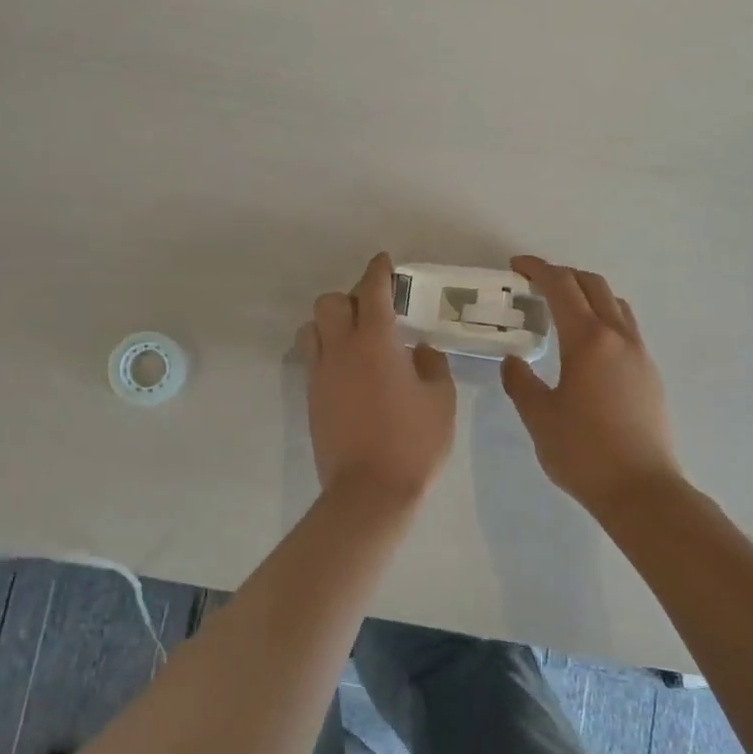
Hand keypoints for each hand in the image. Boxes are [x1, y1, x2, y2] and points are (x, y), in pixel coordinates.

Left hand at [297, 253, 456, 504]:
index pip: (372, 291)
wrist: (369, 491)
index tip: (383, 262)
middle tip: (374, 309)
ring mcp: (321, 374)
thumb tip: (419, 350)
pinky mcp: (311, 397)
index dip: (377, 271)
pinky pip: (313, 358)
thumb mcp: (441, 400)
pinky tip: (349, 368)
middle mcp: (341, 349)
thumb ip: (431, 365)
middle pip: (330, 302)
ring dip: (330, 322)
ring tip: (354, 337)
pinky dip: (327, 350)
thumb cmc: (413, 442)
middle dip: (350, 296)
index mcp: (376, 342)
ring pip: (312, 328)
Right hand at [502, 256, 683, 512]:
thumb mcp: (538, 416)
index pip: (561, 287)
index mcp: (588, 339)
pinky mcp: (650, 374)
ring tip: (562, 311)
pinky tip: (586, 346)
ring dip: (587, 295)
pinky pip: (625, 328)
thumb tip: (514, 361)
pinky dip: (603, 318)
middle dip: (563, 276)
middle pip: (593, 285)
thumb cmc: (583, 451)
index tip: (516, 266)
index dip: (537, 270)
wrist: (641, 490)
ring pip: (615, 304)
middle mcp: (618, 337)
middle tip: (535, 285)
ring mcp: (640, 354)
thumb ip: (520, 382)